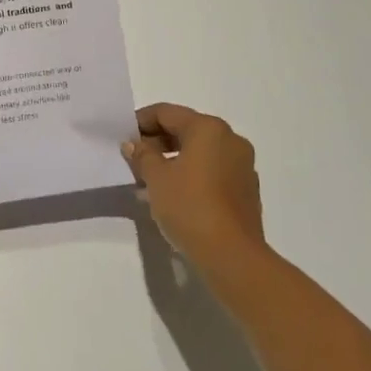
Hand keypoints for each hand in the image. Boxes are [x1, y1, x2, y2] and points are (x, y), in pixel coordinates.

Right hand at [121, 104, 265, 277]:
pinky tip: (176, 194)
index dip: (141, 122)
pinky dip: (193, 174)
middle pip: (186, 129)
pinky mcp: (247, 190)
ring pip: (200, 151)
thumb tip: (133, 144)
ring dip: (174, 159)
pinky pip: (213, 170)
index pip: (166, 113)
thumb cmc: (190, 207)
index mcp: (208, 128)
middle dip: (158, 141)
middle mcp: (230, 139)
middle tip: (135, 159)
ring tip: (151, 179)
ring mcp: (242, 165)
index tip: (123, 138)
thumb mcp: (156, 178)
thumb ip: (142, 155)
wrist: (232, 257)